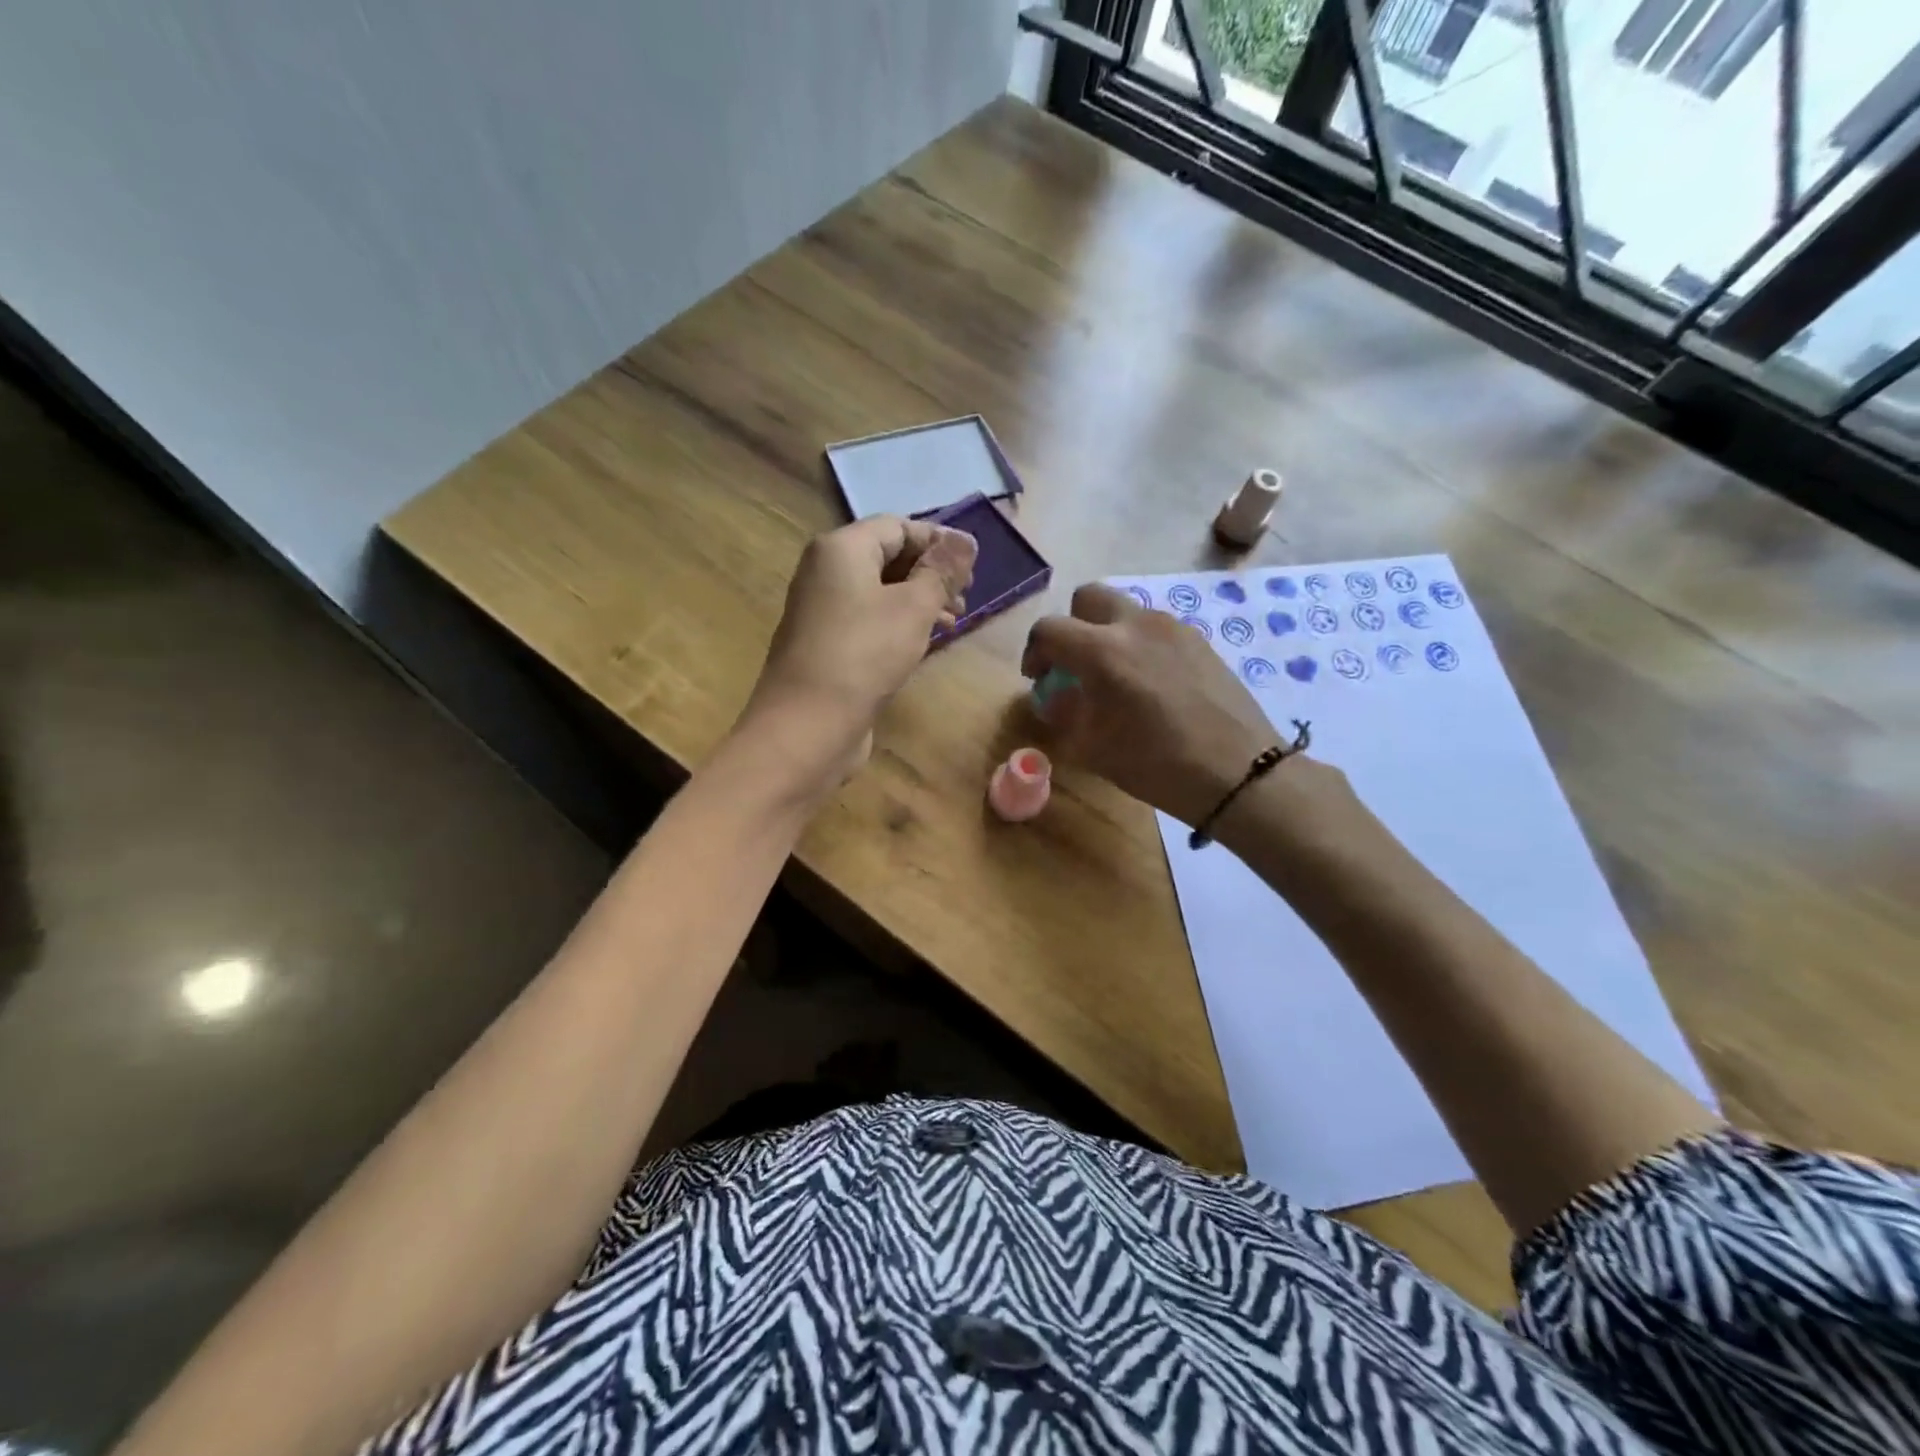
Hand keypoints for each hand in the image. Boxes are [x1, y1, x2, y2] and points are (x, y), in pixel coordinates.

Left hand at [739, 515, 976, 787]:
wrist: (807, 725)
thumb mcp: (913, 608)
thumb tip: (965, 540)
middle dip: (930, 573)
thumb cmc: (864, 655)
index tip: (974, 567)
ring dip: (919, 601)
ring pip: (880, 591)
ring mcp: (822, 609)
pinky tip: (923, 643)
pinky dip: (898, 624)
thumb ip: (941, 571)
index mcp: (841, 549)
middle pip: (887, 556)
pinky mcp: (826, 643)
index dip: (939, 542)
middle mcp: (825, 571)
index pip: (897, 526)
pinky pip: (868, 619)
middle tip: (966, 598)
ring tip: (953, 623)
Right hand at [1022, 584, 1282, 825]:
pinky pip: (1155, 629)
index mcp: (1102, 651)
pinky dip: (1140, 644)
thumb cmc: (1156, 765)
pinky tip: (1151, 684)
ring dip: (1107, 633)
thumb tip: (1055, 696)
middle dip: (1072, 626)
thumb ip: (1065, 712)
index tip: (1038, 678)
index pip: (1049, 629)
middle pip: (1087, 597)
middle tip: (1074, 664)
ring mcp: (1172, 628)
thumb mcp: (1093, 747)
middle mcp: (1136, 625)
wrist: (1238, 772)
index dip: (1034, 652)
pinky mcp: (1199, 640)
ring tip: (1115, 677)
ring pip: (1125, 611)